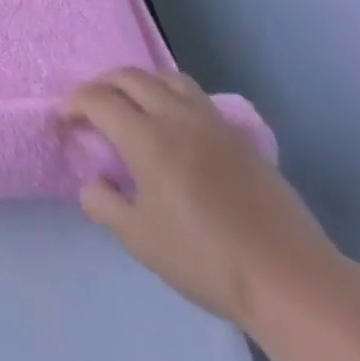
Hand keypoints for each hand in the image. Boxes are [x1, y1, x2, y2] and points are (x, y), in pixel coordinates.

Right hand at [61, 67, 343, 329]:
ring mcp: (215, 126)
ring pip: (169, 78)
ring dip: (140, 84)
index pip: (97, 99)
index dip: (73, 103)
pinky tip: (174, 130)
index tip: (64, 120)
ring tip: (131, 107)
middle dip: (101, 85)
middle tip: (90, 108)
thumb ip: (103, 202)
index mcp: (147, 138)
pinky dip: (172, 99)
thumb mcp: (138, 238)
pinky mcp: (242, 141)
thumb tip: (95, 182)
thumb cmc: (207, 260)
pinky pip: (197, 99)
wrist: (295, 284)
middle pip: (130, 76)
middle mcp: (178, 119)